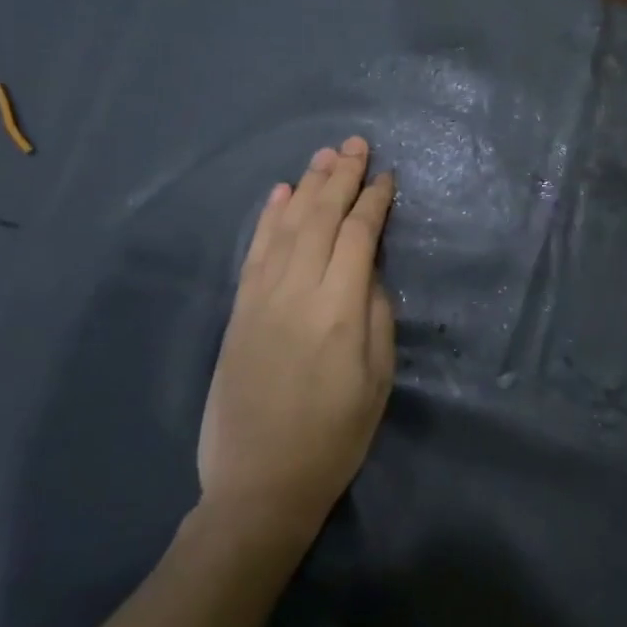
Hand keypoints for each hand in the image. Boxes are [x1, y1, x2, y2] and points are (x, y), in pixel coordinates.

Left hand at [197, 136, 396, 540]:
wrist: (259, 483)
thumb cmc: (334, 436)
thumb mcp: (377, 378)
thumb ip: (376, 314)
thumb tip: (368, 269)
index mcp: (339, 309)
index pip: (358, 235)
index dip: (374, 201)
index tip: (386, 177)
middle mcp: (297, 290)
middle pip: (320, 218)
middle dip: (341, 176)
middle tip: (356, 143)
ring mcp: (261, 297)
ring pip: (287, 225)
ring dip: (306, 186)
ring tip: (324, 155)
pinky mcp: (239, 310)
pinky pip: (255, 251)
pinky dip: (268, 217)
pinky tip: (279, 193)